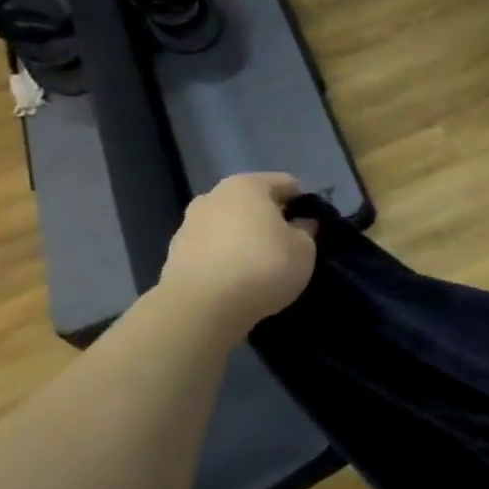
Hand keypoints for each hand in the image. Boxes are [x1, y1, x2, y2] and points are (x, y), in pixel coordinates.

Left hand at [157, 173, 317, 337]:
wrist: (202, 306)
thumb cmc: (264, 266)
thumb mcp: (304, 249)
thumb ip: (306, 231)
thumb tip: (301, 224)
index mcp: (248, 186)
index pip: (285, 183)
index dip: (302, 201)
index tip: (313, 223)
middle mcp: (214, 196)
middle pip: (251, 201)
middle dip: (270, 217)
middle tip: (288, 242)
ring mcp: (189, 223)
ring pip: (228, 224)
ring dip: (245, 236)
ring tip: (262, 263)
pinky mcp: (175, 253)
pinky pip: (212, 247)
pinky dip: (226, 255)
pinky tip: (238, 276)